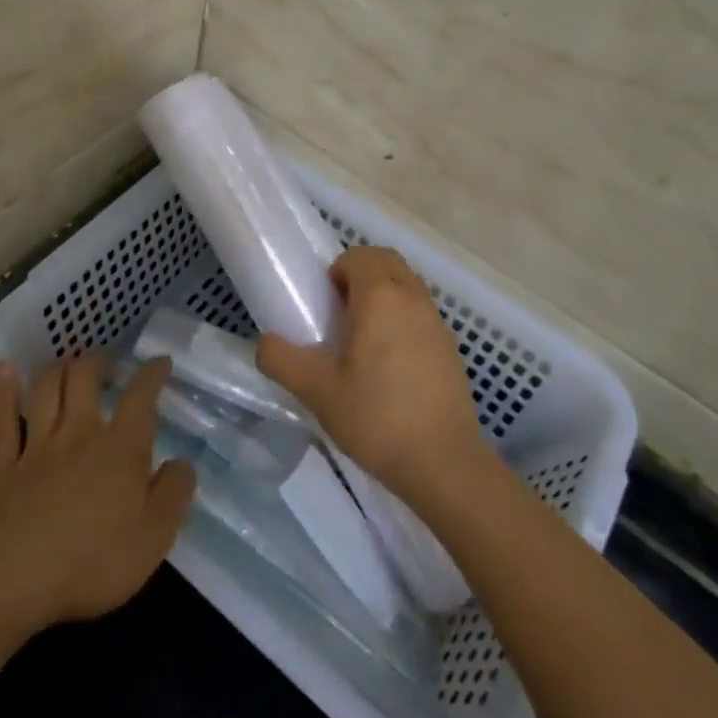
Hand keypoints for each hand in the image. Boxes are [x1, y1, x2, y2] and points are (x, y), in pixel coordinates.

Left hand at [0, 355, 195, 632]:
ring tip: (69, 363)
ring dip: (59, 368)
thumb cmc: (92, 561)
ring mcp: (38, 447)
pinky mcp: (5, 468)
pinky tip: (6, 368)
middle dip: (98, 362)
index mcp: (120, 448)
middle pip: (85, 378)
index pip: (140, 397)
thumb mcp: (154, 537)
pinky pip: (3, 420)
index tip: (160, 362)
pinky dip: (5, 390)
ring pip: (46, 390)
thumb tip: (182, 463)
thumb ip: (174, 494)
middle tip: (108, 364)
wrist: (13, 579)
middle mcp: (79, 434)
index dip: (152, 373)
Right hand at [256, 246, 492, 507]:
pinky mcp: (451, 347)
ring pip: (408, 284)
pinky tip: (392, 364)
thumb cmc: (377, 418)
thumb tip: (265, 343)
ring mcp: (437, 321)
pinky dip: (404, 317)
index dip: (338, 270)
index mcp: (380, 297)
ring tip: (364, 338)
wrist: (444, 463)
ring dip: (385, 294)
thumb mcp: (317, 392)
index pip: (359, 255)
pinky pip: (422, 311)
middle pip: (387, 261)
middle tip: (341, 313)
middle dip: (362, 273)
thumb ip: (282, 360)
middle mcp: (412, 297)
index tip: (325, 304)